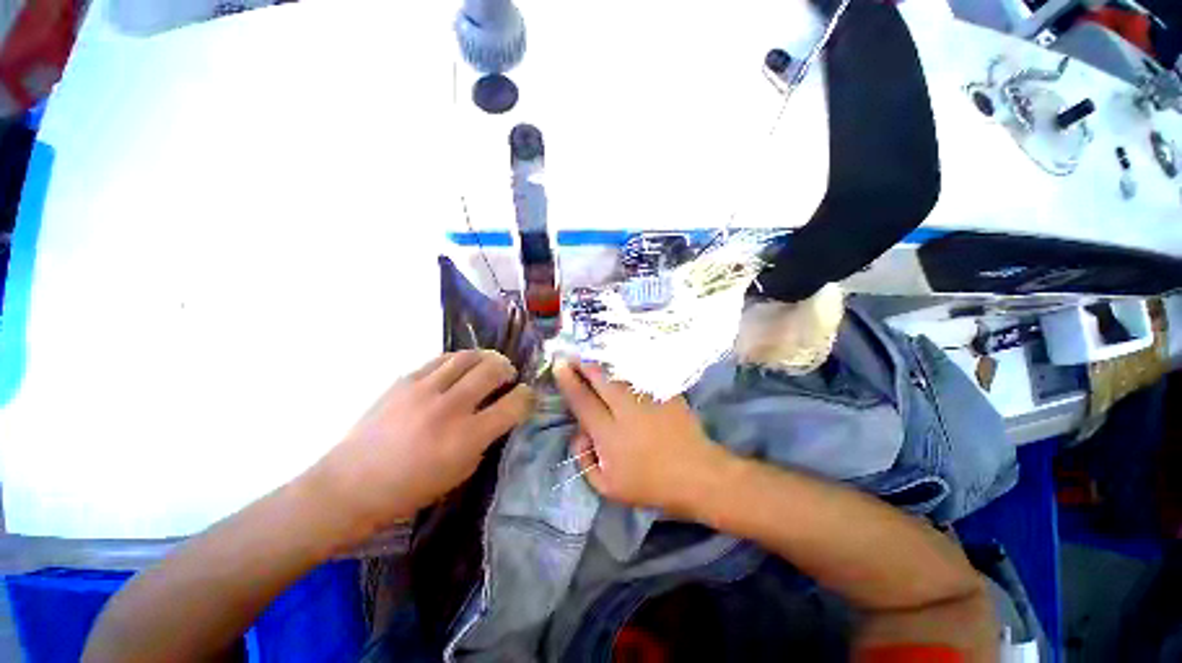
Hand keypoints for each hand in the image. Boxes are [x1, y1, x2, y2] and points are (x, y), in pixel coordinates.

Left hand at [311, 350, 533, 530]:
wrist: (350, 485)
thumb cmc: (410, 489)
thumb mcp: (461, 472)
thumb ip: (485, 439)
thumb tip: (499, 413)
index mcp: (467, 437)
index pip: (515, 404)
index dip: (528, 397)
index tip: (526, 397)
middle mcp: (450, 407)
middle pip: (494, 369)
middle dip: (509, 370)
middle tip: (508, 378)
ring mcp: (425, 389)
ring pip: (470, 356)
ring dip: (487, 359)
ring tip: (487, 367)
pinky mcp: (405, 380)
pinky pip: (443, 359)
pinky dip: (460, 361)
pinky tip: (459, 370)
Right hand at [554, 361, 724, 515]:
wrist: (697, 474)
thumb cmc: (650, 485)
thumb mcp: (608, 487)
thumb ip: (585, 460)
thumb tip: (578, 433)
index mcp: (608, 433)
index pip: (582, 401)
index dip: (568, 381)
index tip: (559, 366)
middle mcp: (625, 409)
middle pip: (600, 380)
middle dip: (584, 365)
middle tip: (573, 356)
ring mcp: (646, 398)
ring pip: (619, 375)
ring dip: (603, 367)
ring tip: (592, 360)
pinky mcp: (664, 393)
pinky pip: (640, 377)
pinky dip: (626, 371)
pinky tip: (621, 367)